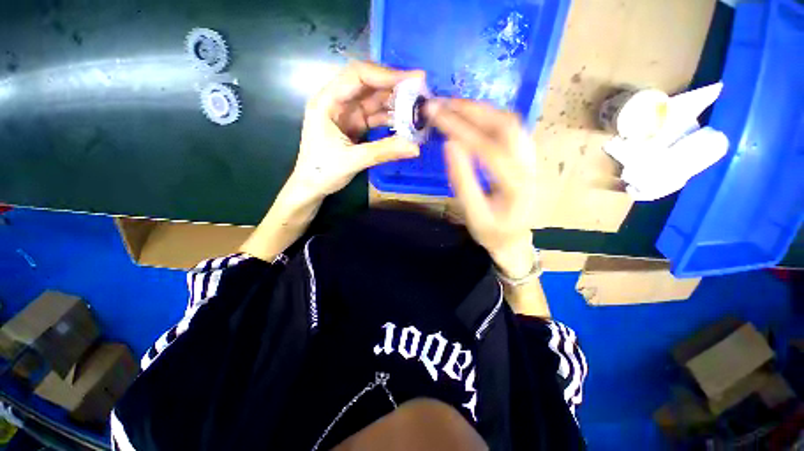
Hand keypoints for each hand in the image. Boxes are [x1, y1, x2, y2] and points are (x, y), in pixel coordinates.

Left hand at [291, 61, 422, 197]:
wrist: (312, 187)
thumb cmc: (322, 171)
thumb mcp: (352, 160)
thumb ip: (384, 152)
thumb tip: (415, 147)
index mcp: (327, 101)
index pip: (358, 76)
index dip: (386, 74)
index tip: (413, 79)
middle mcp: (337, 102)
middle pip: (368, 85)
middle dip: (394, 86)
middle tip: (421, 92)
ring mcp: (347, 114)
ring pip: (374, 100)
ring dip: (395, 103)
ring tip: (418, 107)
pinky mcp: (355, 126)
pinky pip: (375, 116)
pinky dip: (390, 118)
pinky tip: (405, 122)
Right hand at [426, 99, 537, 277]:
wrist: (514, 239)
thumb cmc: (491, 232)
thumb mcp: (473, 214)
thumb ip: (462, 181)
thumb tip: (449, 146)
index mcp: (516, 184)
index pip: (487, 147)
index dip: (460, 129)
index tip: (435, 114)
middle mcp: (529, 165)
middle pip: (504, 125)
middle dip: (470, 109)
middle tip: (442, 102)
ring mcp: (531, 158)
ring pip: (510, 121)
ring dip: (480, 109)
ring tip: (453, 105)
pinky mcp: (526, 156)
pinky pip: (510, 128)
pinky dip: (488, 117)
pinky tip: (472, 116)